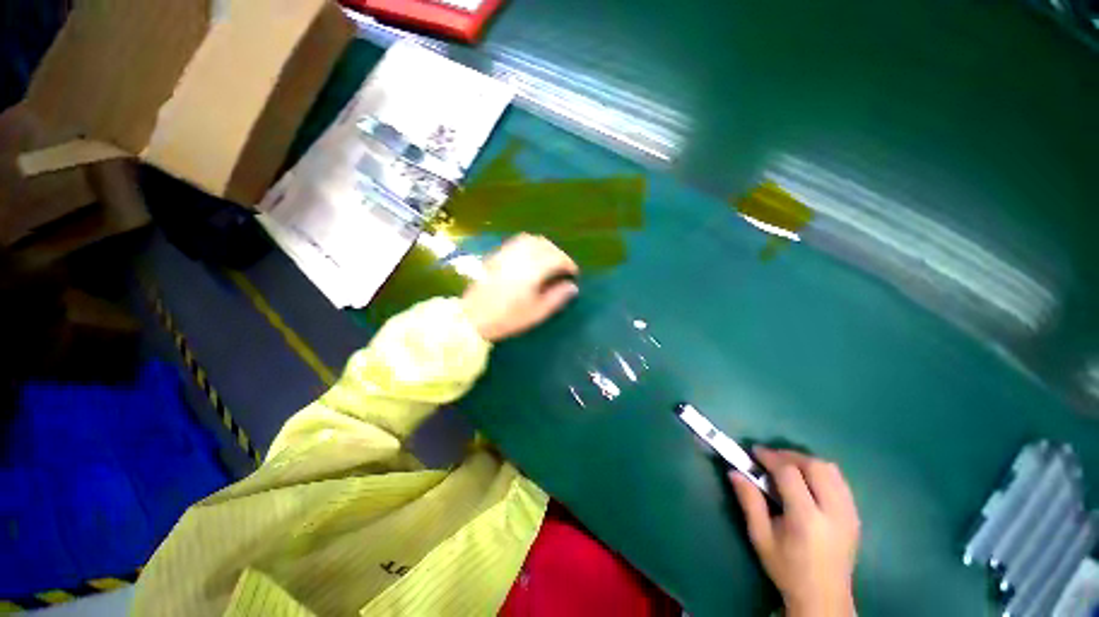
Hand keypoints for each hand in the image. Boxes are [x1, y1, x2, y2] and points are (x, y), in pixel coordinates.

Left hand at [461, 234, 579, 341]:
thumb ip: (557, 298)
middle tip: (562, 267)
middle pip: (545, 245)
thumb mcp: (536, 312)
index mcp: (533, 270)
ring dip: (544, 246)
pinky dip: (530, 245)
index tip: (573, 274)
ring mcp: (506, 253)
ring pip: (531, 240)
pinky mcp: (496, 255)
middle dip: (558, 253)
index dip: (568, 264)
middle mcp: (520, 256)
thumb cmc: (507, 318)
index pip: (557, 258)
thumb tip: (572, 287)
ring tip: (548, 260)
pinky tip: (530, 257)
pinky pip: (517, 242)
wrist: (472, 317)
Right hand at [729, 448, 859, 616]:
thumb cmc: (787, 569)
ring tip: (787, 467)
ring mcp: (849, 514)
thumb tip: (733, 471)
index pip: (790, 473)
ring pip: (831, 470)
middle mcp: (833, 512)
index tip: (754, 452)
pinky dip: (820, 472)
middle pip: (815, 466)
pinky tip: (806, 482)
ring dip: (806, 461)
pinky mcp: (855, 516)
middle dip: (789, 455)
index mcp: (806, 519)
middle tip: (770, 458)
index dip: (770, 457)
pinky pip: (840, 481)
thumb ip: (749, 502)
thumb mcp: (760, 537)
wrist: (824, 599)